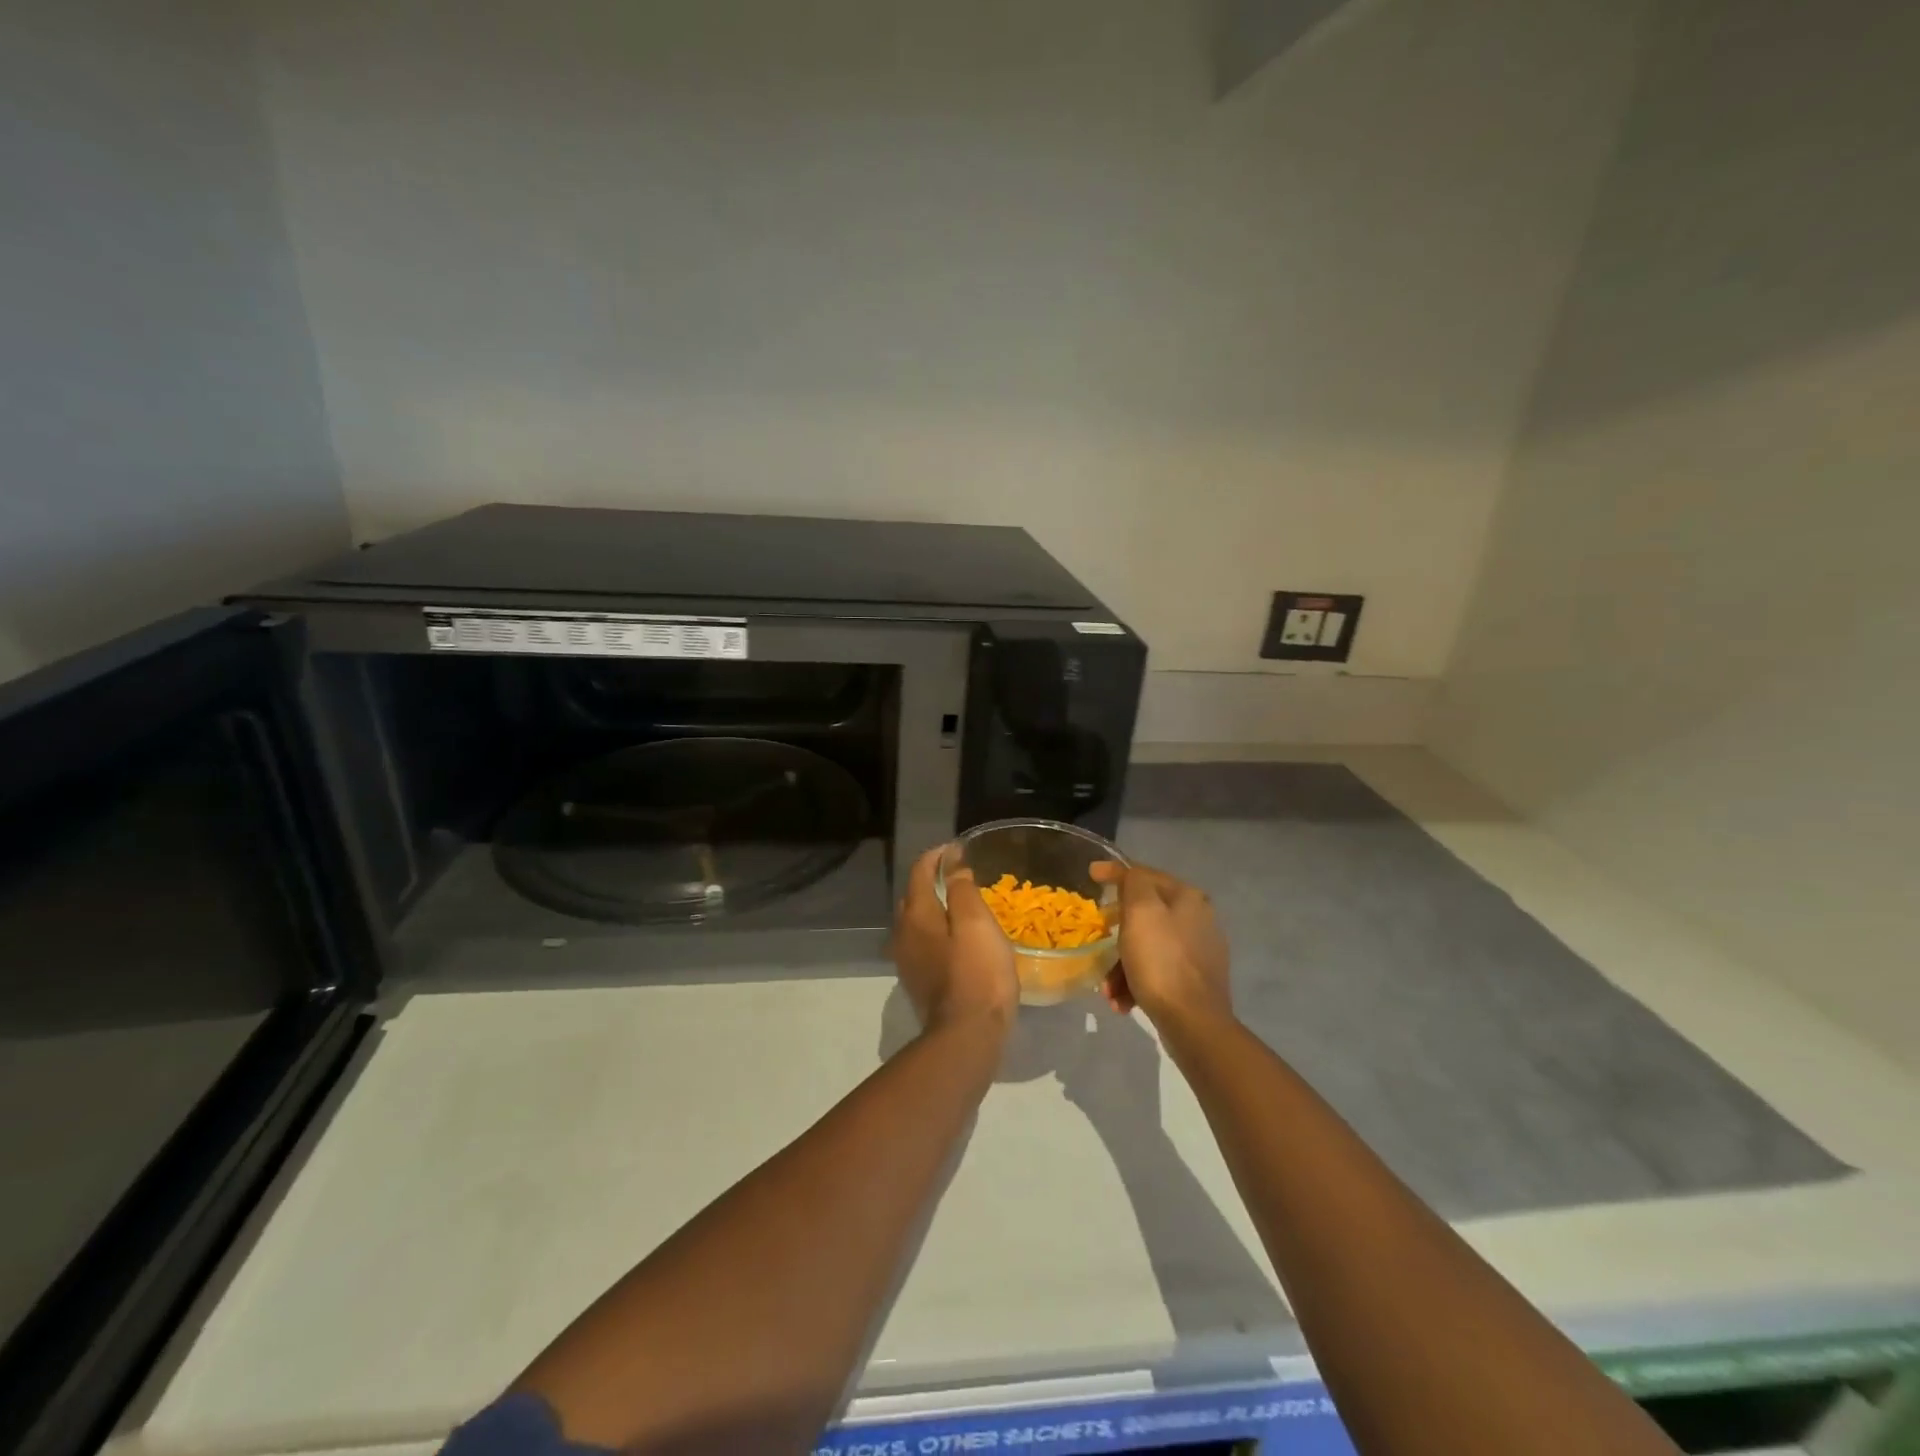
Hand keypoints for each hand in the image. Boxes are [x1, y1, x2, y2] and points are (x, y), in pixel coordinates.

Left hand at [889, 846, 1018, 1033]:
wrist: (967, 1036)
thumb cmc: (977, 973)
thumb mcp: (976, 923)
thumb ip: (962, 890)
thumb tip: (953, 867)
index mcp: (916, 915)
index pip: (920, 872)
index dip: (938, 856)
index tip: (959, 848)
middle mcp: (903, 935)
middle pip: (913, 897)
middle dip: (932, 881)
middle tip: (960, 875)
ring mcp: (908, 961)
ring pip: (916, 923)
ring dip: (934, 908)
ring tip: (960, 905)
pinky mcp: (919, 982)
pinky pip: (924, 944)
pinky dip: (937, 932)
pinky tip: (956, 940)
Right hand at [1090, 862, 1232, 1033]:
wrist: (1194, 1022)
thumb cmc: (1161, 961)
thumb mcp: (1141, 912)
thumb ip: (1134, 882)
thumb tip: (1128, 873)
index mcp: (1188, 898)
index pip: (1145, 875)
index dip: (1116, 872)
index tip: (1091, 874)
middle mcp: (1199, 919)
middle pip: (1145, 915)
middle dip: (1117, 931)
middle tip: (1098, 939)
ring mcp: (1199, 952)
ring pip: (1148, 946)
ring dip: (1122, 965)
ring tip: (1108, 989)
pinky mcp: (1196, 981)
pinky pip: (1157, 971)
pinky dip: (1137, 982)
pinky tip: (1124, 1001)